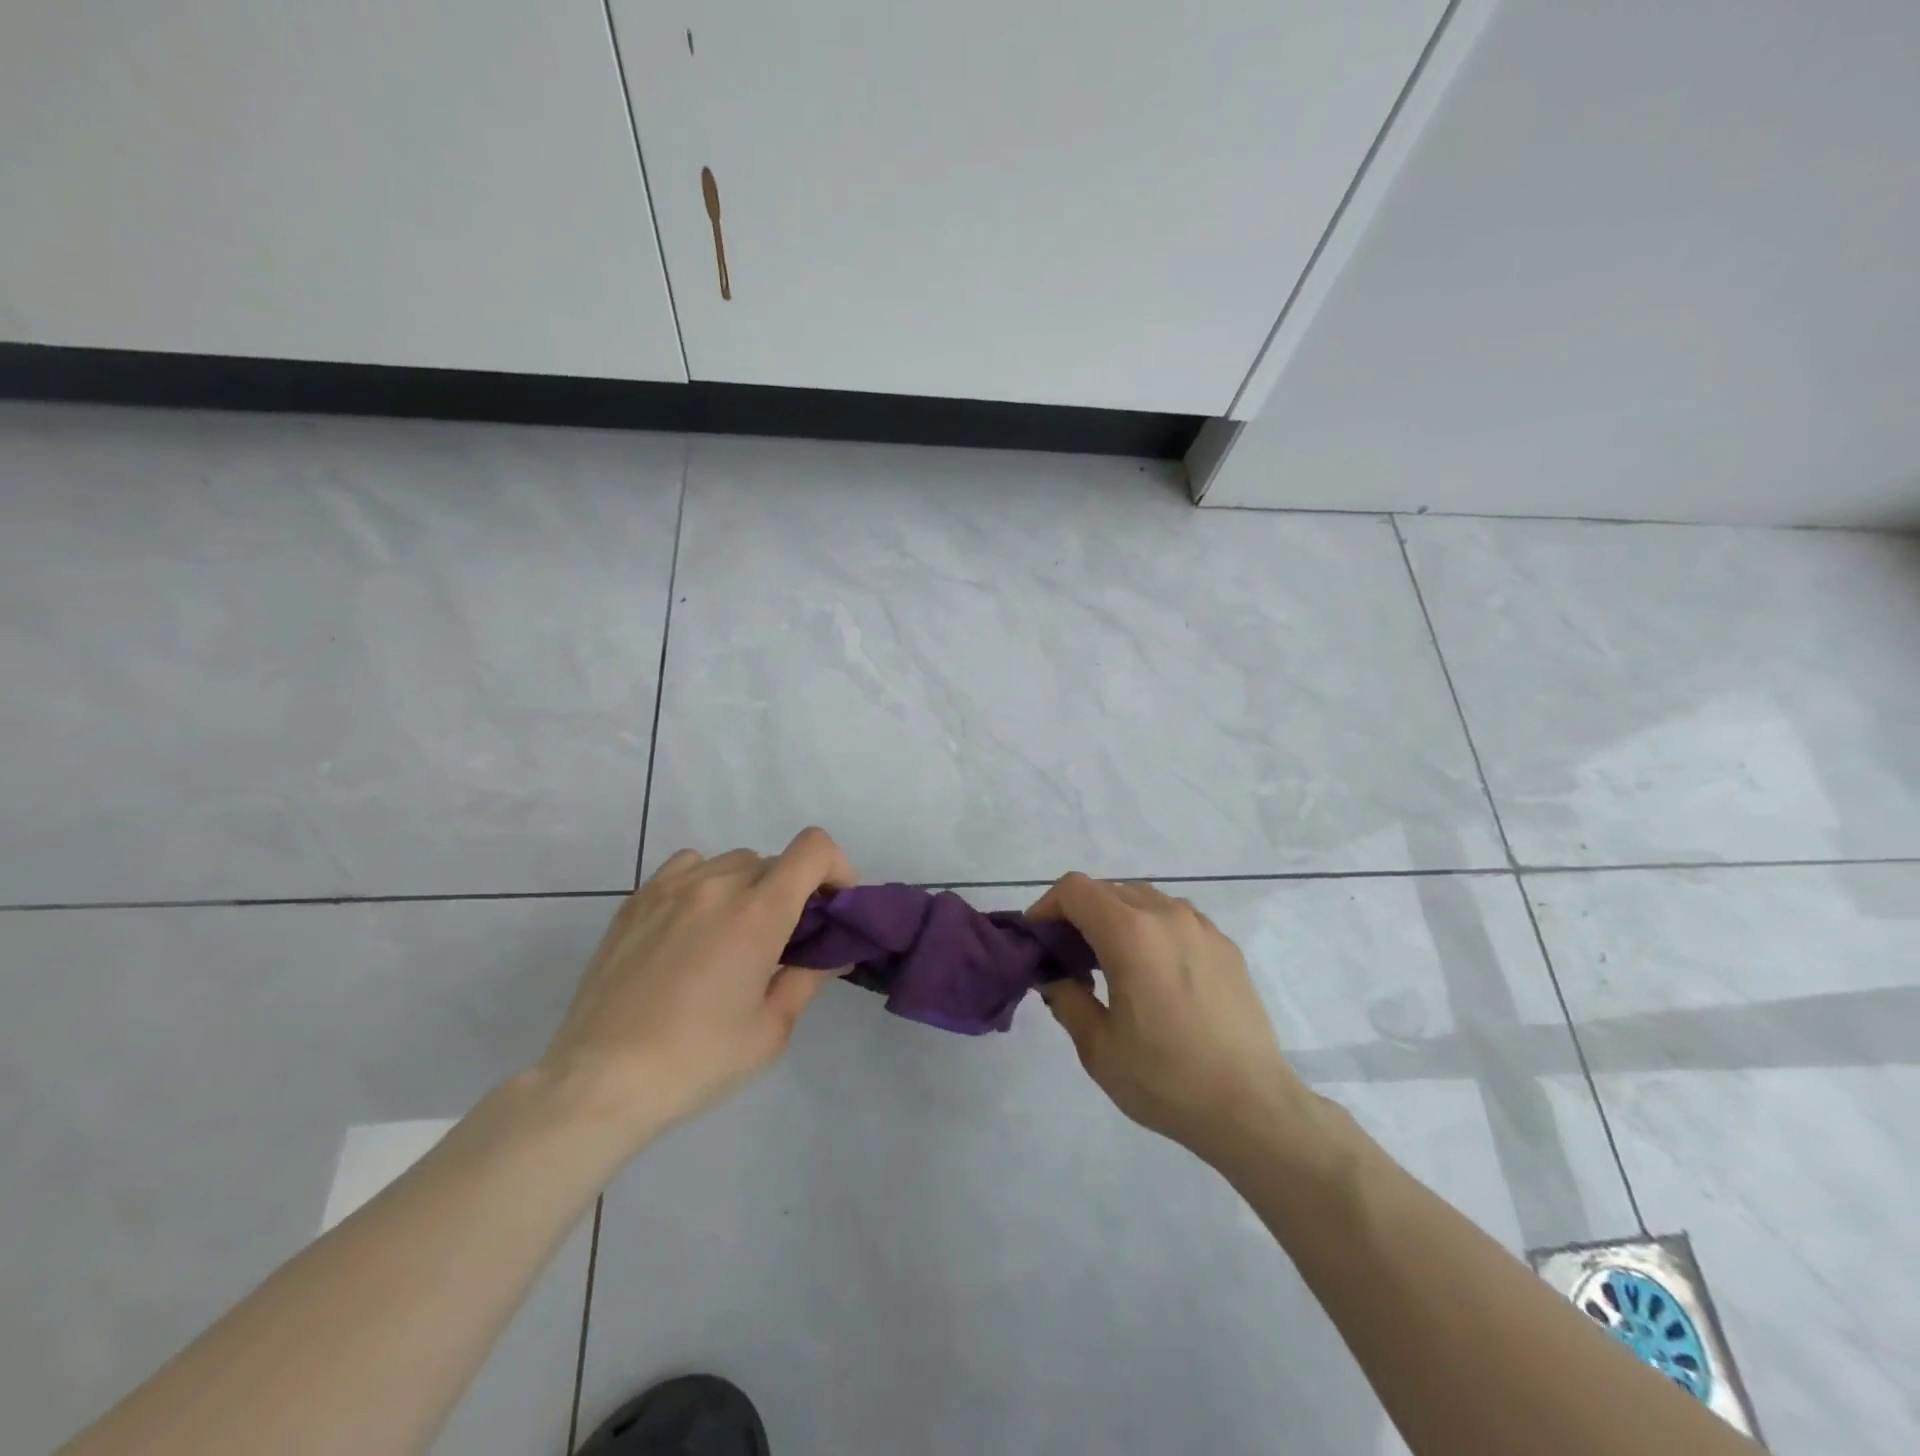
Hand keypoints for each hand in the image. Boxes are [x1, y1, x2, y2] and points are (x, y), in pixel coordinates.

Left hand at [536, 827, 854, 1146]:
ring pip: (732, 862)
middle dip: (794, 892)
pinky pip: (687, 868)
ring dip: (750, 887)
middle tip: (786, 940)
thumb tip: (832, 952)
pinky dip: (706, 883)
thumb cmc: (697, 1060)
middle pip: (776, 861)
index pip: (813, 849)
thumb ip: (809, 977)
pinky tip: (694, 925)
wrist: (600, 1082)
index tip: (833, 909)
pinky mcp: (636, 900)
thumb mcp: (771, 1029)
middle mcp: (716, 885)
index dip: (836, 869)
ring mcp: (670, 888)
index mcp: (758, 913)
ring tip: (735, 935)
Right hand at [1027, 873, 1319, 1164]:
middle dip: (1079, 916)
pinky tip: (1155, 976)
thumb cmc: (1166, 1079)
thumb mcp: (1098, 1047)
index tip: (1039, 941)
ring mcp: (1201, 927)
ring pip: (1143, 900)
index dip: (1047, 907)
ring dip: (1116, 920)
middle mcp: (1166, 915)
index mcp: (1130, 933)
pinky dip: (1151, 931)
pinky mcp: (1225, 946)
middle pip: (1108, 891)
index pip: (1075, 889)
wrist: (1253, 1107)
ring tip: (1112, 965)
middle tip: (1069, 960)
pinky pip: (1175, 919)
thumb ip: (1066, 998)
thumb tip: (1053, 975)